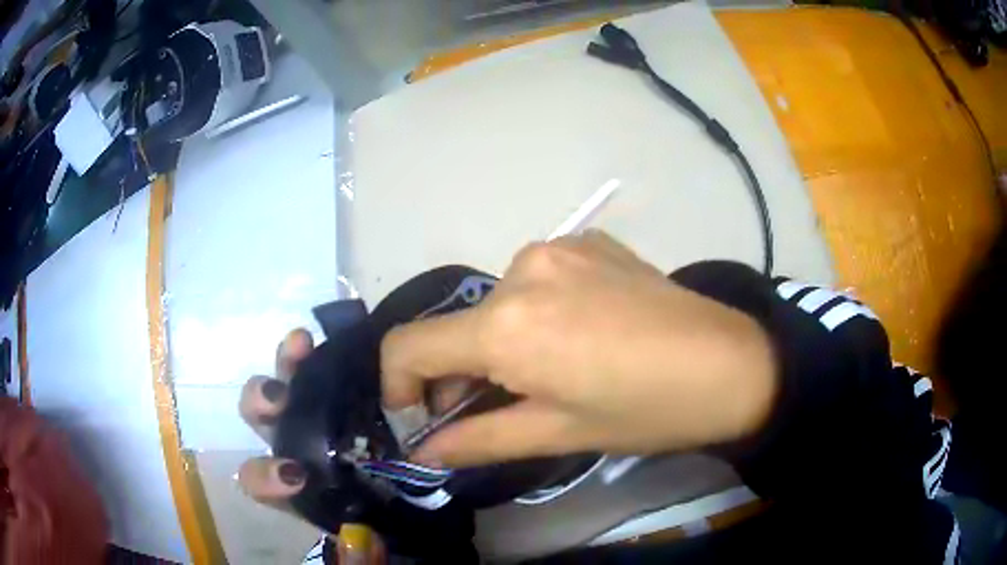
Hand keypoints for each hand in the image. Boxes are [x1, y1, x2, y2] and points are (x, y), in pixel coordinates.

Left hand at [237, 330, 385, 564]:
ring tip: (298, 347)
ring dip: (282, 368)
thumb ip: (357, 549)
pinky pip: (316, 365)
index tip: (293, 474)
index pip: (261, 480)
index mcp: (295, 484)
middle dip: (259, 405)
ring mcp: (312, 414)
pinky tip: (312, 339)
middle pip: (260, 420)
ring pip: (282, 385)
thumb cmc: (385, 517)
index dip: (265, 477)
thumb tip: (351, 541)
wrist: (411, 494)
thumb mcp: (370, 540)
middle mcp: (294, 445)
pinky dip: (307, 351)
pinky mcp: (335, 390)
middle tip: (279, 400)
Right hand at [382, 230, 777, 468]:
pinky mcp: (589, 242)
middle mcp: (521, 269)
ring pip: (497, 305)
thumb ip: (479, 440)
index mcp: (507, 325)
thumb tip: (426, 451)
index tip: (418, 416)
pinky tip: (581, 334)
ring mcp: (558, 248)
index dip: (398, 386)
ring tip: (548, 372)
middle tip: (493, 408)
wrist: (734, 362)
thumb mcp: (559, 434)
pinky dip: (536, 313)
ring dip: (501, 343)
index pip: (408, 345)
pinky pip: (538, 281)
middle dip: (459, 373)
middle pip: (456, 327)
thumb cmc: (646, 410)